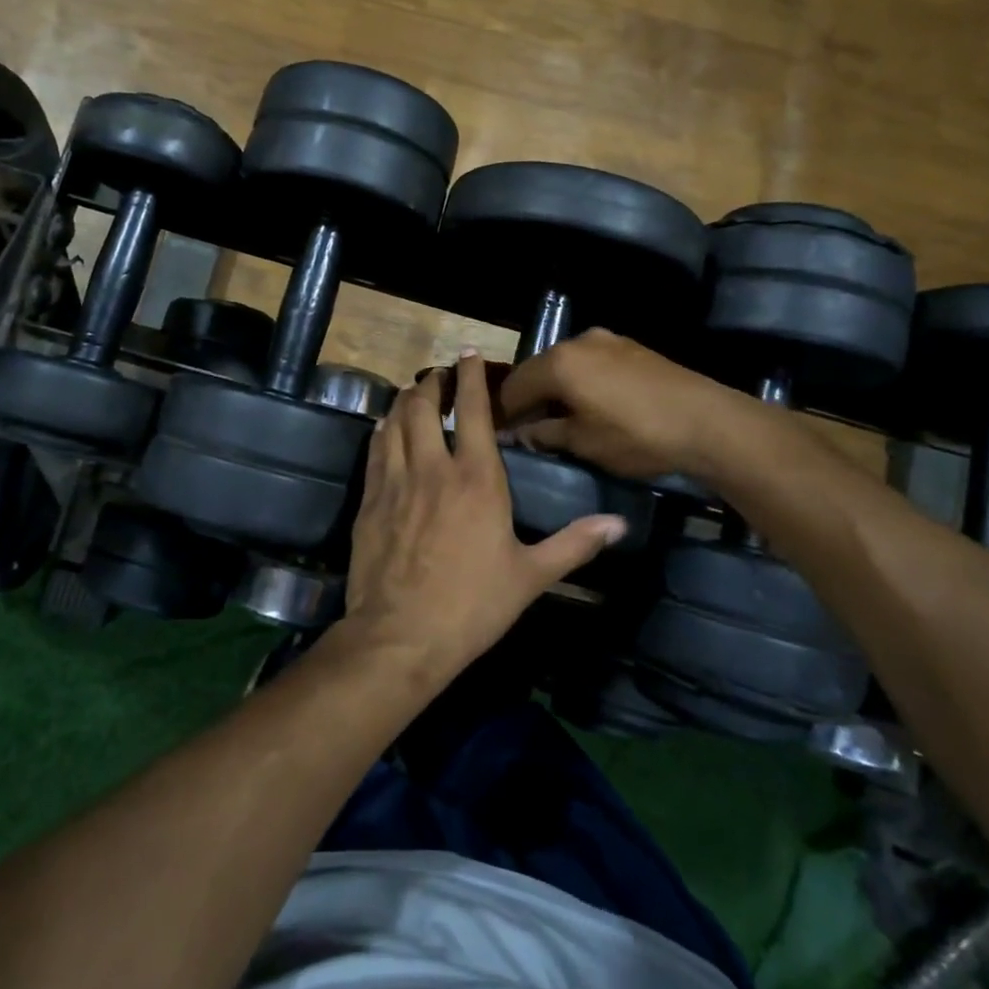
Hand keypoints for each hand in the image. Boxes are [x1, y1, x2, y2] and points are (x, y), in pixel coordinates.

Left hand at [341, 350, 627, 683]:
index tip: (466, 353)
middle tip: (438, 377)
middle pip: (424, 406)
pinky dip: (382, 431)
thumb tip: (618, 524)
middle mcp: (433, 467)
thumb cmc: (473, 605)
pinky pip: (375, 450)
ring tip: (413, 394)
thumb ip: (574, 544)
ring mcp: (396, 481)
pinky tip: (385, 429)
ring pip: (394, 422)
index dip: (470, 377)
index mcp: (476, 478)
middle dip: (431, 383)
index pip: (473, 411)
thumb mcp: (531, 576)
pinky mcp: (370, 499)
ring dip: (404, 401)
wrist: (401, 635)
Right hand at [496, 328, 721, 480]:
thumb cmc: (636, 435)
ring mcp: (607, 340)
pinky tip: (593, 404)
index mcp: (558, 363)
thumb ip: (545, 433)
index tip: (504, 436)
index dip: (505, 413)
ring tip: (563, 418)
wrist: (706, 422)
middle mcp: (577, 342)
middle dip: (530, 397)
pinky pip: (592, 362)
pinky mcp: (631, 347)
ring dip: (557, 388)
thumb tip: (520, 433)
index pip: (513, 386)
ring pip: (566, 364)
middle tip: (530, 428)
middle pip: (538, 369)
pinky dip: (582, 380)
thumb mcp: (583, 442)